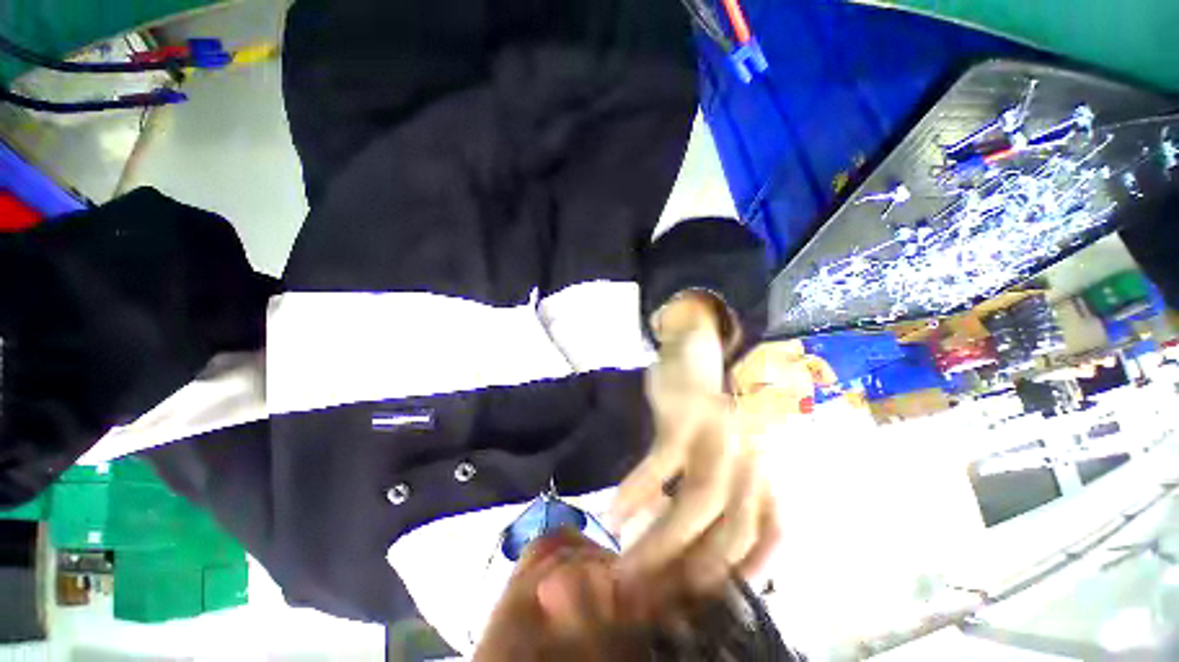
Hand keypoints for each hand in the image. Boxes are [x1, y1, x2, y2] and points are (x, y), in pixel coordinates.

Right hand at [609, 294, 780, 603]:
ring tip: (625, 567)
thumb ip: (718, 500)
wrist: (697, 358)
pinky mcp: (686, 419)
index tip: (700, 603)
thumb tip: (685, 556)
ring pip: (696, 505)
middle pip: (730, 532)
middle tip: (649, 597)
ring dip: (659, 542)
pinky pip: (661, 465)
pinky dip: (637, 492)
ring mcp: (719, 438)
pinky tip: (614, 514)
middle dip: (689, 572)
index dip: (741, 578)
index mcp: (766, 473)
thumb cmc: (708, 416)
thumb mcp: (726, 456)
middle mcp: (753, 460)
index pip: (769, 540)